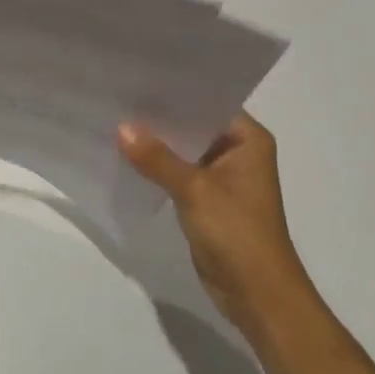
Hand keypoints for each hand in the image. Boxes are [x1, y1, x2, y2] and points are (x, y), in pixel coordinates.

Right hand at [118, 112, 314, 342]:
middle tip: (120, 96)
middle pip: (194, 125)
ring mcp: (224, 177)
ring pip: (184, 150)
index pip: (208, 101)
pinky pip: (179, 173)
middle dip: (161, 118)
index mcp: (248, 139)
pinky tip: (128, 157)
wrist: (258, 297)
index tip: (139, 77)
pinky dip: (159, 167)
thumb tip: (121, 127)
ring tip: (117, 121)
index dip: (175, 92)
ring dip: (158, 144)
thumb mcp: (194, 190)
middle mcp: (238, 151)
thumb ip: (157, 158)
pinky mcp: (209, 199)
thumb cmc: (237, 233)